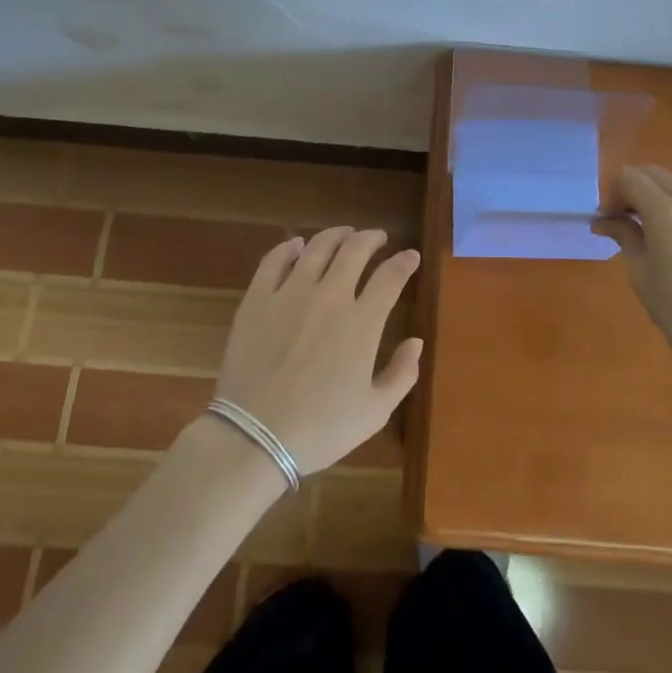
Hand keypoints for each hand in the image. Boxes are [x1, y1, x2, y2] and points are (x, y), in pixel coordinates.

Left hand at [212, 227, 421, 474]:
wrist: (255, 438)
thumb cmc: (320, 429)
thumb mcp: (375, 412)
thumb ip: (402, 374)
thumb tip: (416, 341)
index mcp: (362, 323)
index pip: (391, 276)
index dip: (404, 262)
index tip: (411, 257)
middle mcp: (330, 297)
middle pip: (355, 250)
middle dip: (371, 238)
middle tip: (378, 238)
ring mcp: (290, 294)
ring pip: (317, 247)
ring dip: (336, 235)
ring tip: (344, 234)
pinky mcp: (257, 299)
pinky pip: (274, 260)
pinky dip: (289, 247)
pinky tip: (297, 245)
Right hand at [594, 166, 671, 368]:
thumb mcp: (640, 272)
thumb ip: (624, 234)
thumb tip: (603, 220)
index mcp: (668, 213)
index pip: (632, 177)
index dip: (615, 192)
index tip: (612, 217)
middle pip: (661, 176)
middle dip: (640, 191)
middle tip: (633, 220)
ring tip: (671, 236)